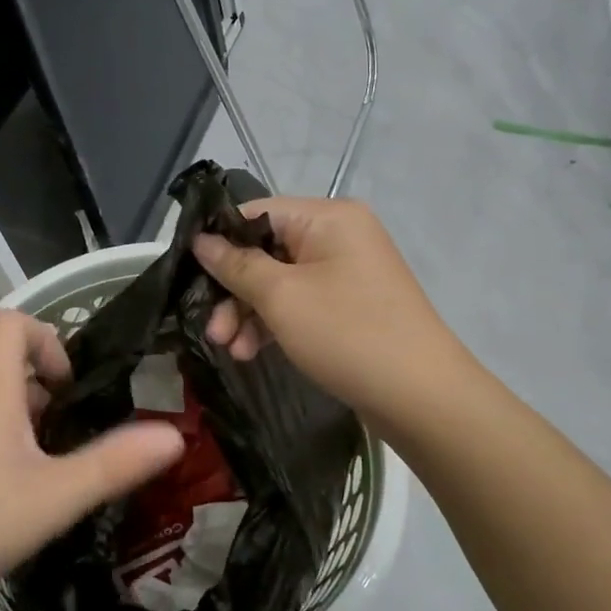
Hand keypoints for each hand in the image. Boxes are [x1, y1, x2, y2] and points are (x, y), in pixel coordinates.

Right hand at [193, 197, 467, 426]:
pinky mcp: (350, 305)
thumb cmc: (348, 334)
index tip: (188, 274)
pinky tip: (252, 351)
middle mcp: (340, 235)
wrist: (422, 397)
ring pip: (280, 281)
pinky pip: (301, 302)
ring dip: (249, 313)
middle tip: (211, 330)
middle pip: (267, 250)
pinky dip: (275, 323)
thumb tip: (201, 240)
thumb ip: (237, 265)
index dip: (219, 241)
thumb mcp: (282, 298)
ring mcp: (347, 272)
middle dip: (233, 290)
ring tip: (229, 349)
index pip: (257, 213)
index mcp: (328, 217)